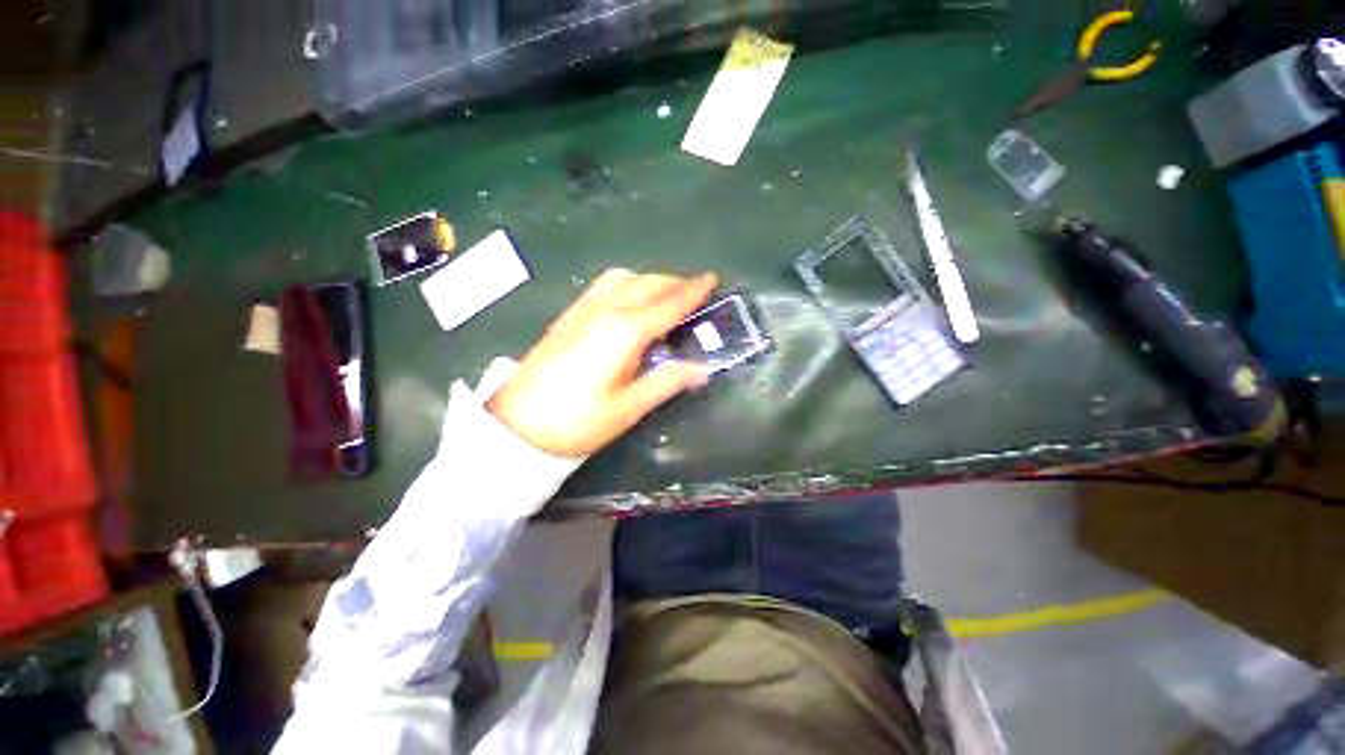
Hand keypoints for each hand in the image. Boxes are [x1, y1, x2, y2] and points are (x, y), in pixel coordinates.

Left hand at [487, 269, 717, 456]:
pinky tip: (629, 302)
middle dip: (675, 283)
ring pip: (624, 278)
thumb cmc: (579, 421)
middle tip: (695, 293)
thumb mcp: (630, 407)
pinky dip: (626, 284)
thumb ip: (668, 381)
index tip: (712, 278)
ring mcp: (583, 310)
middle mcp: (605, 310)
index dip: (692, 291)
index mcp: (625, 331)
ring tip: (664, 297)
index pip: (668, 303)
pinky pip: (603, 286)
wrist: (517, 426)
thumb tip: (703, 369)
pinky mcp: (568, 316)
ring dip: (649, 280)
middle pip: (647, 284)